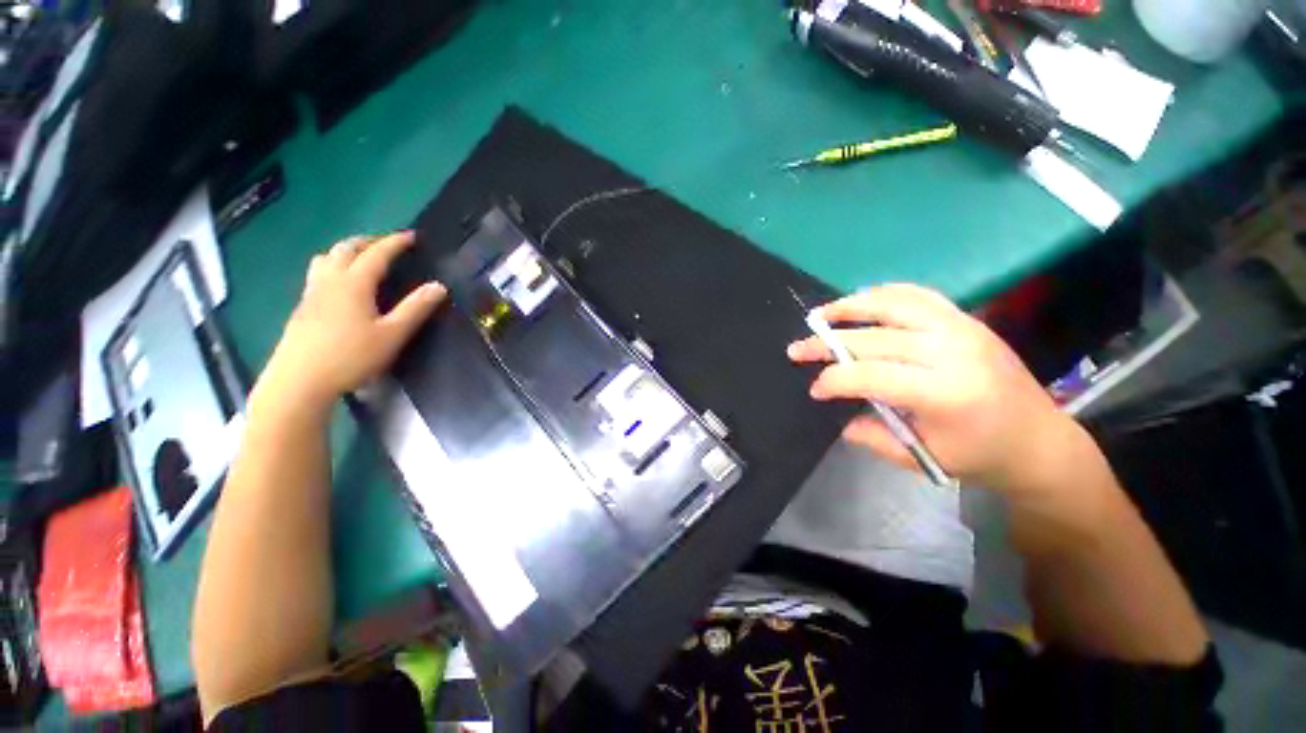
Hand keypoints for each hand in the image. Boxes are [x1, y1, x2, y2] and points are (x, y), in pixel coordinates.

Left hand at [261, 231, 445, 406]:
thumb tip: (439, 286)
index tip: (412, 236)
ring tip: (362, 258)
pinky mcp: (303, 306)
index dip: (395, 243)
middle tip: (388, 245)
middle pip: (347, 248)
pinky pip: (318, 273)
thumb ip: (416, 309)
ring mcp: (312, 292)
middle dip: (369, 241)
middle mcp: (330, 280)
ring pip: (327, 258)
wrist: (299, 381)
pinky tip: (340, 284)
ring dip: (347, 251)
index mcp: (354, 284)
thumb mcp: (392, 335)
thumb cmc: (351, 357)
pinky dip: (334, 266)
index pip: (377, 254)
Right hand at [788, 284, 1090, 498]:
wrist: (1040, 440)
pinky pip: (919, 296)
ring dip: (850, 307)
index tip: (815, 390)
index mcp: (946, 393)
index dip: (835, 380)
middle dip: (827, 344)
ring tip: (820, 314)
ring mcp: (963, 328)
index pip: (872, 375)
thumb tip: (839, 416)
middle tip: (797, 350)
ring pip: (895, 304)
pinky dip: (884, 295)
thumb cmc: (981, 457)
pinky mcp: (967, 320)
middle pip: (874, 339)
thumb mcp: (923, 459)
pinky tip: (861, 301)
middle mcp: (954, 352)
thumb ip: (874, 437)